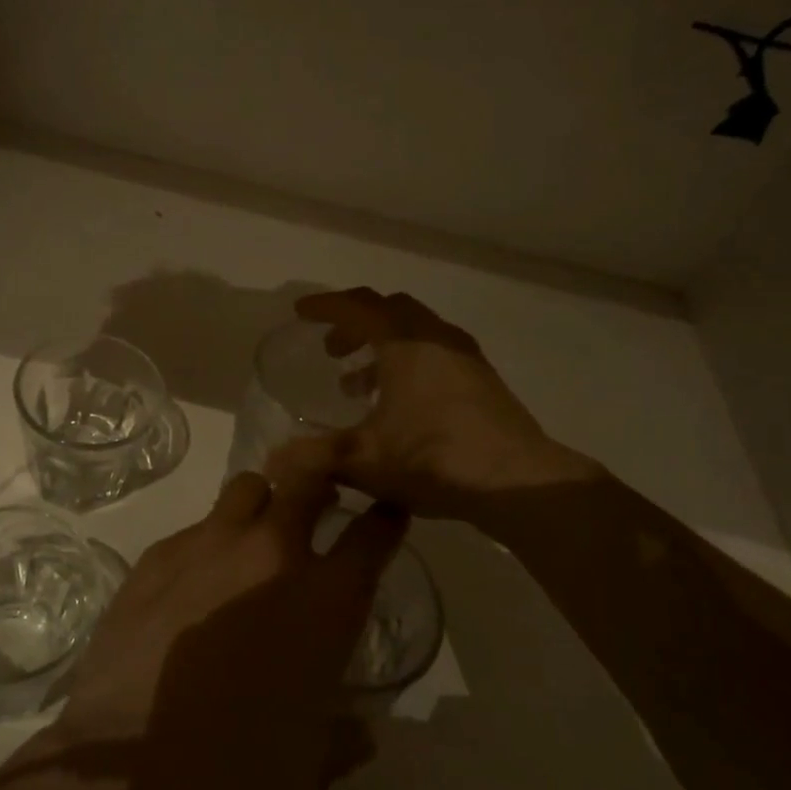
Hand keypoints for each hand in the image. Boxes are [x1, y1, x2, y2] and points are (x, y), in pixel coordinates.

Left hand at [48, 468, 408, 789]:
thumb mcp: (311, 767)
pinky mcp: (157, 555)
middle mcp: (270, 554)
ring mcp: (208, 545)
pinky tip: (193, 586)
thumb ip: (346, 737)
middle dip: (321, 486)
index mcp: (323, 599)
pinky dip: (209, 543)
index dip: (385, 518)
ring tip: (253, 540)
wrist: (129, 774)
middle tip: (318, 509)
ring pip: (248, 488)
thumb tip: (362, 730)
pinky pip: (196, 528)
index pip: (372, 533)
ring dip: (262, 505)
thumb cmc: (237, 776)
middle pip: (307, 480)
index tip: (386, 515)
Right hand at [273, 288, 603, 519]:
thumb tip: (273, 464)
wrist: (517, 483)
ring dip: (382, 346)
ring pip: (415, 331)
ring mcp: (465, 357)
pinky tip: (400, 404)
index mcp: (405, 342)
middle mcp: (436, 338)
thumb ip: (315, 457)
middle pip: (389, 310)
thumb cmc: (434, 459)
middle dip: (355, 323)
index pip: (357, 306)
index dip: (325, 306)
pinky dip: (408, 362)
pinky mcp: (483, 381)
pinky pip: (435, 352)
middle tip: (332, 349)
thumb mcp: (364, 460)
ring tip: (357, 384)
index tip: (300, 313)